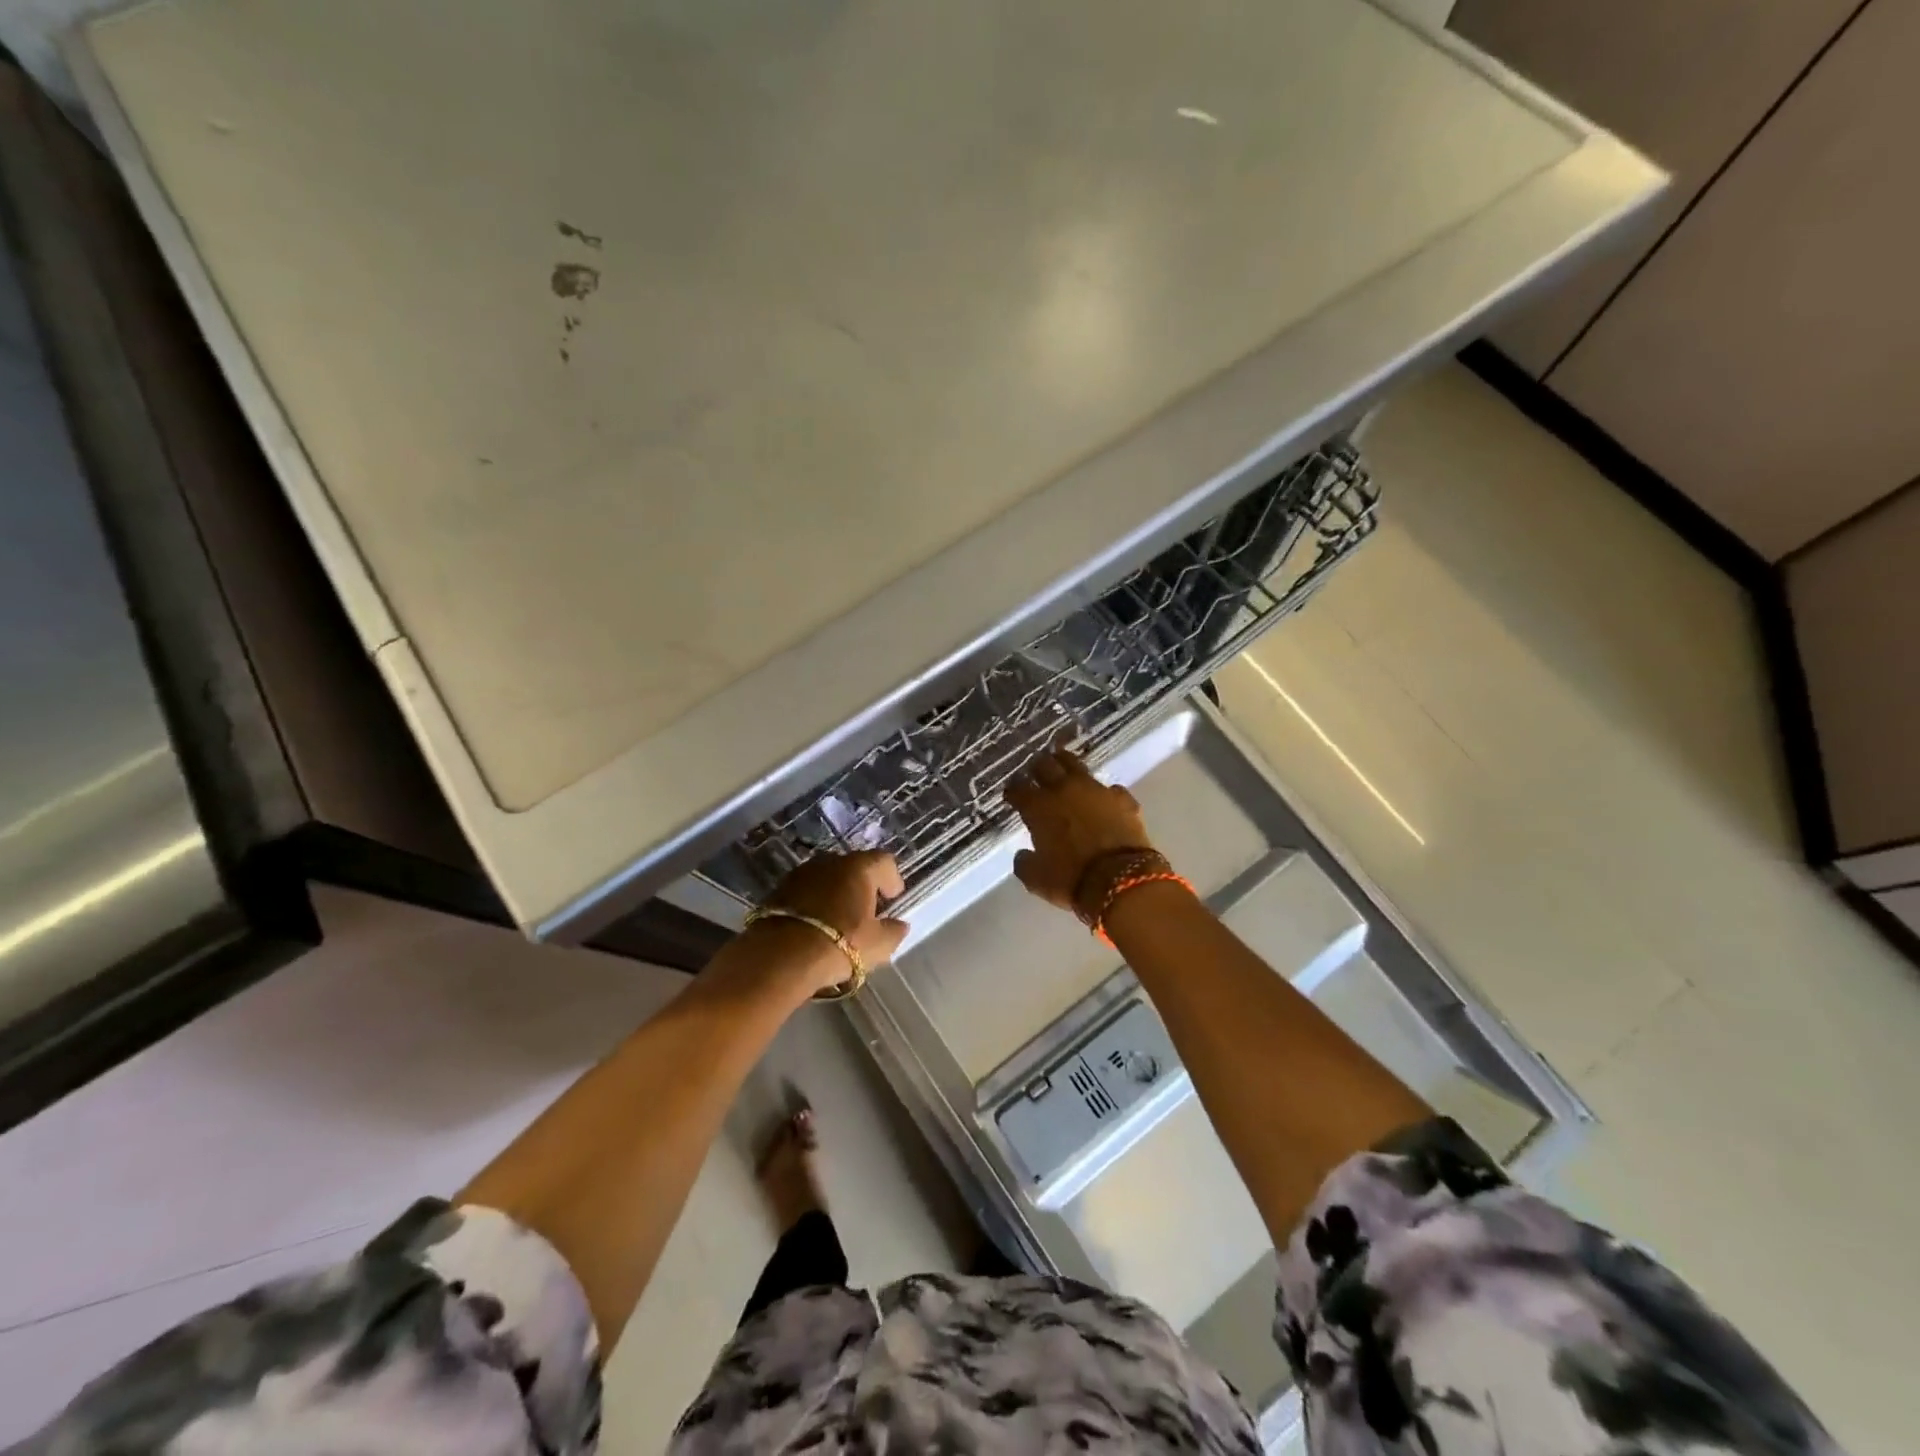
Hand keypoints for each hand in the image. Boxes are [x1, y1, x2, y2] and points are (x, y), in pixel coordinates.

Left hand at [755, 850, 910, 995]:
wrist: (780, 956)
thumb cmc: (839, 944)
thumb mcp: (878, 945)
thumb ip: (894, 931)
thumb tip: (899, 925)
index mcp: (859, 868)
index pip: (884, 861)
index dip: (892, 878)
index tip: (892, 898)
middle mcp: (831, 862)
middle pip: (854, 867)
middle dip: (862, 885)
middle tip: (867, 910)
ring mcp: (801, 873)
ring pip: (827, 877)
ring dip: (836, 892)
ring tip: (839, 918)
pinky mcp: (779, 889)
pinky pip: (806, 891)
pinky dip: (814, 902)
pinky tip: (815, 925)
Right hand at [1004, 744, 1155, 912]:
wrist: (1122, 881)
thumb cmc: (1072, 880)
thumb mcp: (1036, 879)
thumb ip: (1024, 863)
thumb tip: (1023, 854)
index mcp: (1039, 807)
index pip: (1018, 789)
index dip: (1013, 791)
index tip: (1011, 795)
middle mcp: (1065, 790)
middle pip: (1045, 765)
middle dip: (1037, 768)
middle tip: (1035, 772)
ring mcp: (1096, 790)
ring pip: (1076, 765)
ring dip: (1066, 765)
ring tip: (1064, 769)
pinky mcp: (1123, 798)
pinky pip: (1110, 788)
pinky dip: (1104, 794)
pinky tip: (1103, 799)